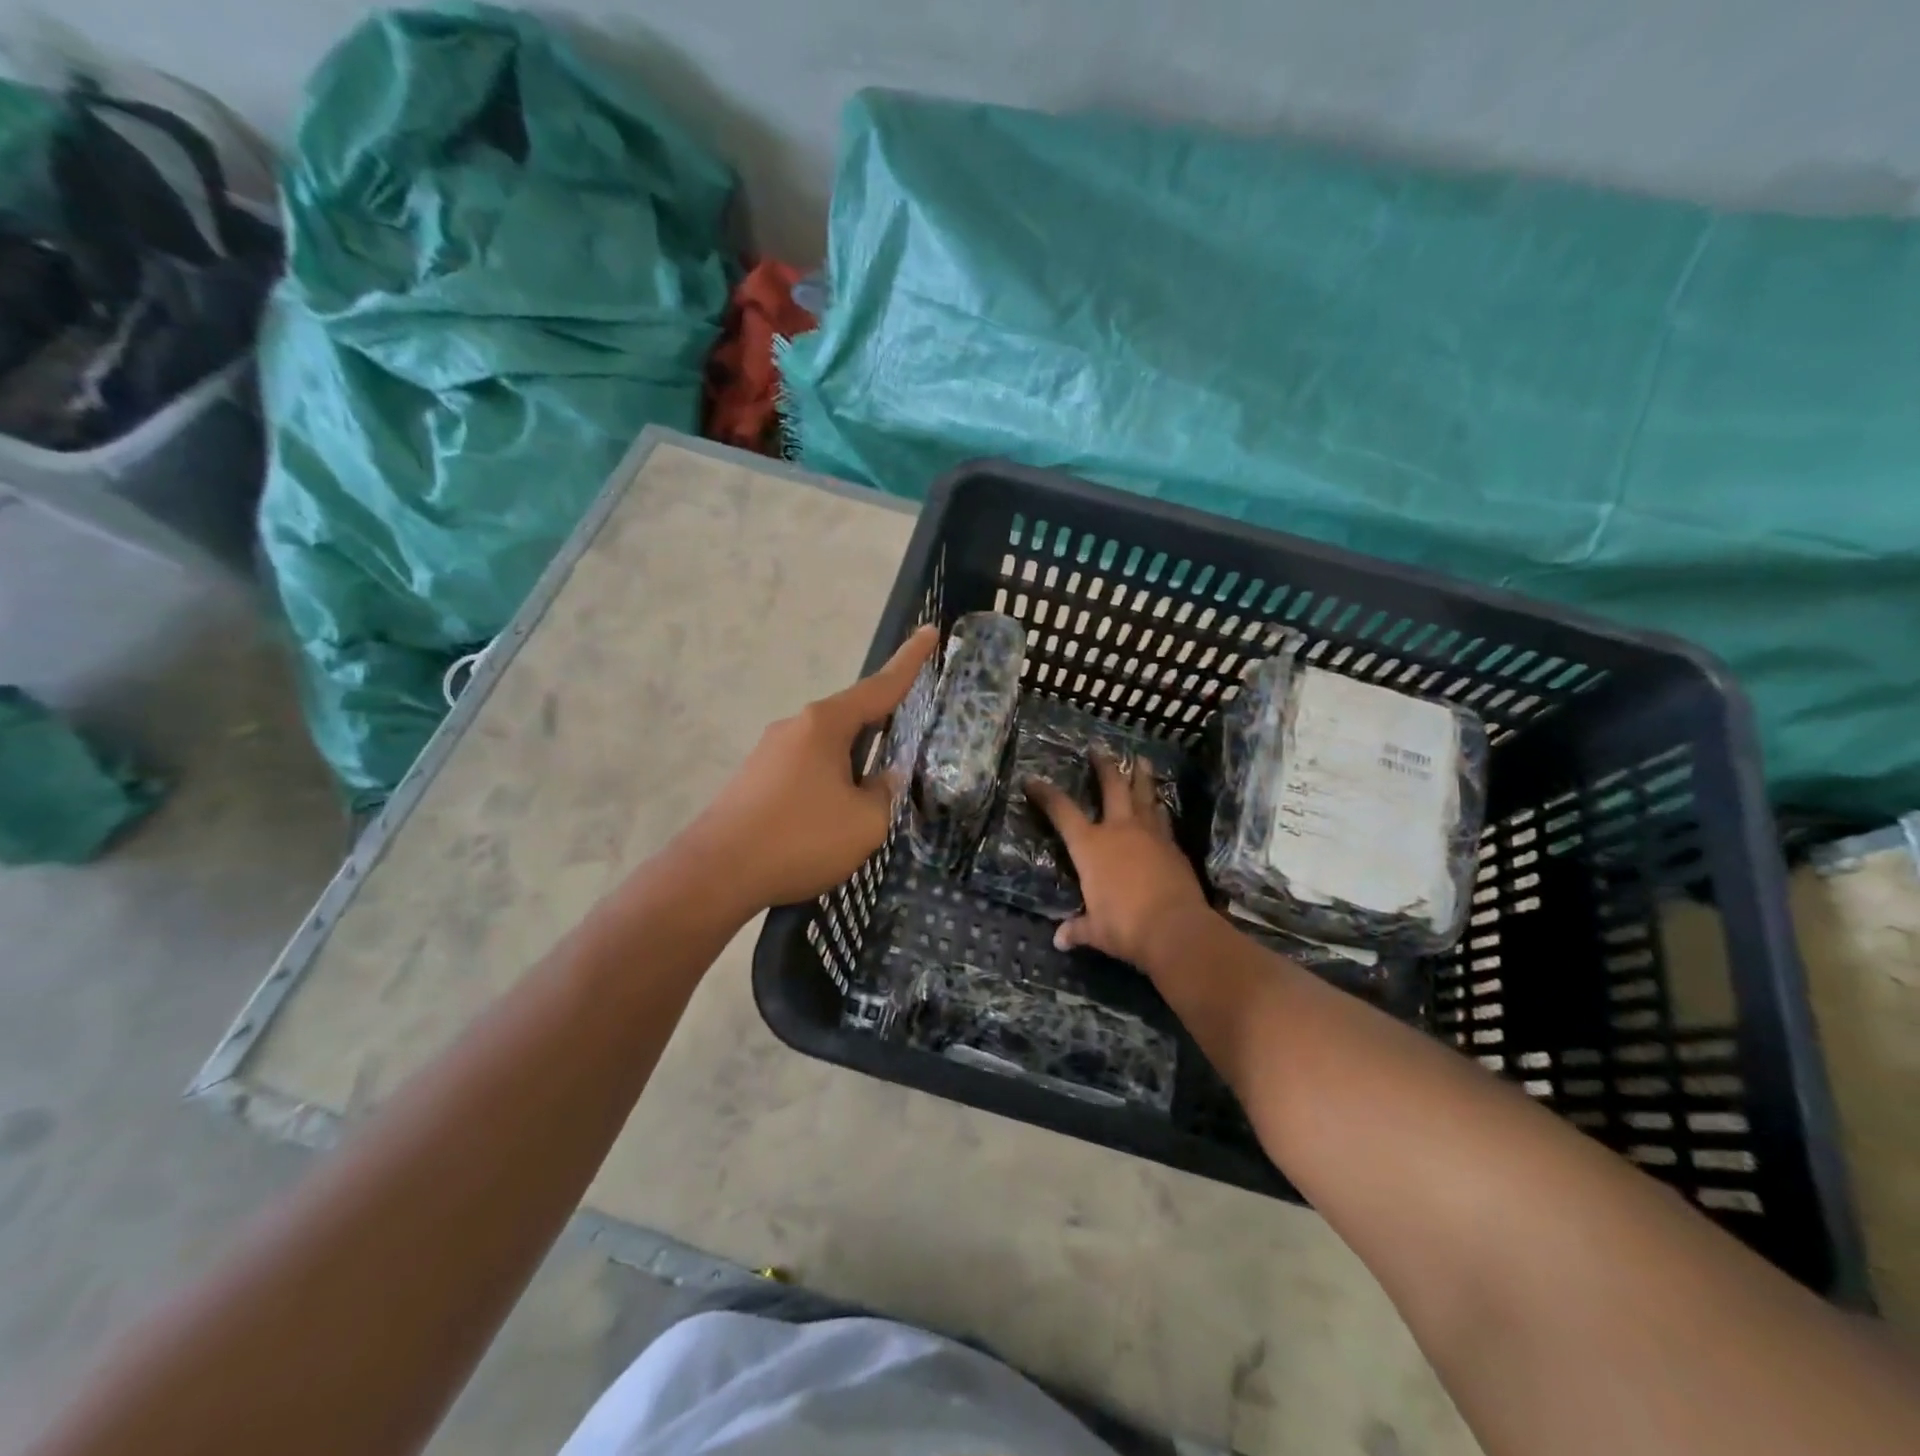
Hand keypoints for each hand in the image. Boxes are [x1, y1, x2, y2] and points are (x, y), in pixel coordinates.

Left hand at [678, 626, 938, 912]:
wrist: (715, 873)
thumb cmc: (800, 838)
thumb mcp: (865, 822)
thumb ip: (884, 793)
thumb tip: (884, 778)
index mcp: (825, 724)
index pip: (879, 686)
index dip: (909, 662)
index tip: (928, 632)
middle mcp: (795, 726)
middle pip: (852, 717)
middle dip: (882, 725)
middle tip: (910, 738)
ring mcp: (770, 752)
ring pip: (828, 747)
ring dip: (854, 763)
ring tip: (871, 798)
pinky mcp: (755, 779)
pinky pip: (806, 768)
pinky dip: (829, 781)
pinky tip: (833, 815)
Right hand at [1028, 751, 1213, 969]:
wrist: (1175, 928)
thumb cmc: (1125, 926)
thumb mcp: (1095, 930)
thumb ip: (1078, 929)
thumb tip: (1061, 939)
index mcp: (1090, 846)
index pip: (1061, 811)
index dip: (1045, 794)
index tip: (1032, 780)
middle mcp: (1119, 830)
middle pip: (1112, 786)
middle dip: (1104, 766)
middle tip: (1100, 748)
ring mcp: (1150, 834)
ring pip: (1145, 794)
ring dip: (1141, 776)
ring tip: (1142, 760)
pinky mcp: (1173, 846)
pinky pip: (1163, 817)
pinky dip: (1159, 807)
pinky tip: (1160, 804)